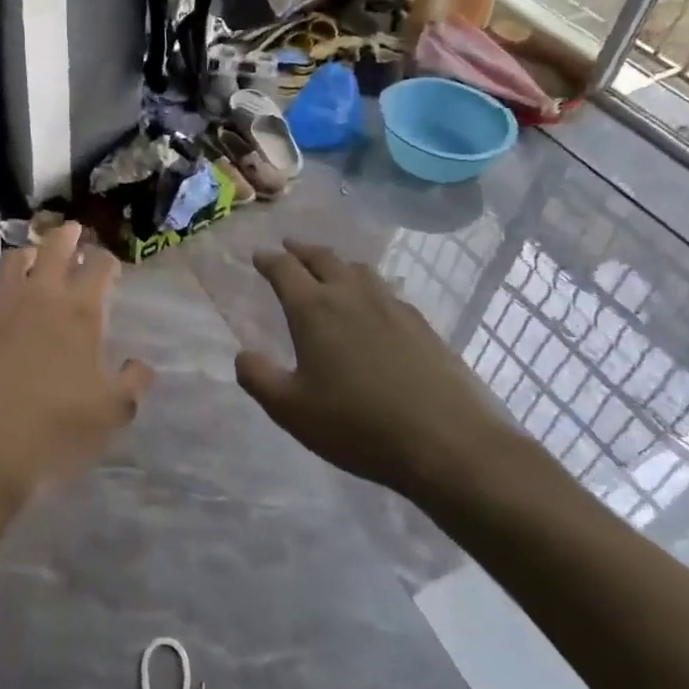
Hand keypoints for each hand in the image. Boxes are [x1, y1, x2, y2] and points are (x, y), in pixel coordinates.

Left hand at [0, 222, 154, 502]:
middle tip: (72, 232)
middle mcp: (39, 295)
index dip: (107, 260)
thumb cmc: (58, 430)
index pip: (99, 265)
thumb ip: (134, 382)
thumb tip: (141, 364)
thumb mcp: (114, 412)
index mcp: (80, 310)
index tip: (109, 266)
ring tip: (30, 259)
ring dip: (25, 255)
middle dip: (67, 235)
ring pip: (10, 260)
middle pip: (54, 247)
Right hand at [234, 240, 515, 496]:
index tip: (258, 255)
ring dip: (336, 263)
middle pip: (323, 258)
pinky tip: (372, 305)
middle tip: (289, 247)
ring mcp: (391, 306)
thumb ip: (259, 378)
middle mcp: (351, 295)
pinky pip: (385, 290)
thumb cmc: (357, 425)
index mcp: (314, 309)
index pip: (284, 270)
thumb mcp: (291, 410)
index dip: (268, 260)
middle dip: (301, 250)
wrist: (446, 441)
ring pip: (358, 269)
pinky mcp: (420, 324)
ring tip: (329, 268)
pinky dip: (367, 286)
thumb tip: (242, 354)